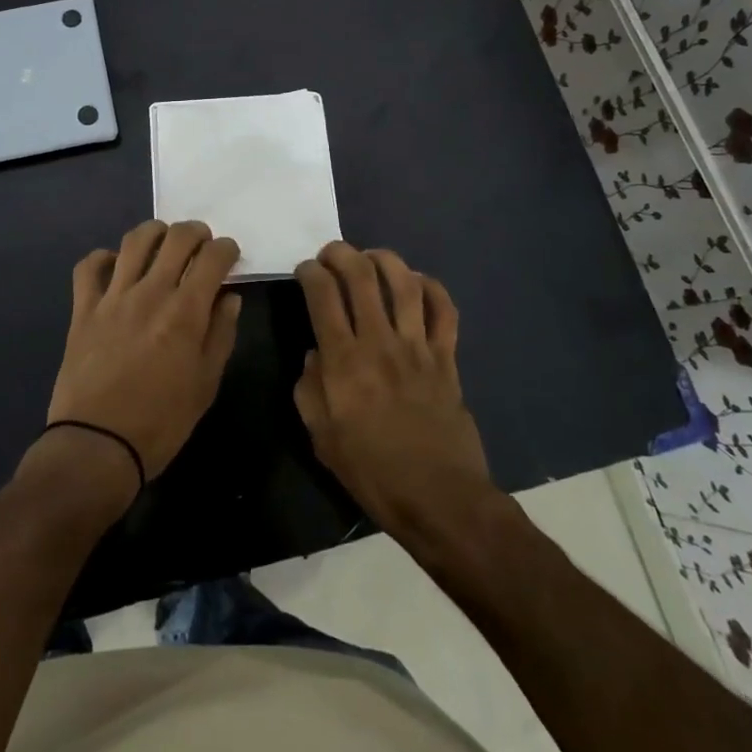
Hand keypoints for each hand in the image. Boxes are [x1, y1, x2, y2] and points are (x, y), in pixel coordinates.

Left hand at [47, 220, 242, 490]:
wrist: (97, 446)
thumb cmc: (161, 422)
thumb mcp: (206, 384)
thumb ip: (221, 334)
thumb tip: (229, 297)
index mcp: (185, 312)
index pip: (212, 258)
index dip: (226, 249)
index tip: (229, 255)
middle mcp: (150, 292)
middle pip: (176, 238)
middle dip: (196, 232)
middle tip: (201, 244)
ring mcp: (113, 297)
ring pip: (134, 241)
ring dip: (155, 232)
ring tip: (163, 242)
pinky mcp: (83, 309)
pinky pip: (89, 267)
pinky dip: (103, 258)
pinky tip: (115, 266)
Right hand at [293, 242, 494, 542]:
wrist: (439, 498)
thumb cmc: (373, 472)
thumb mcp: (322, 438)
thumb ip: (310, 389)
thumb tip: (314, 355)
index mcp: (344, 362)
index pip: (323, 296)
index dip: (310, 273)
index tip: (304, 270)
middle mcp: (380, 343)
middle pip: (361, 277)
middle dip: (341, 253)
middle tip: (331, 252)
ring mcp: (417, 347)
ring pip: (404, 284)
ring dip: (384, 259)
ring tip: (371, 256)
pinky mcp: (446, 358)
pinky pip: (444, 311)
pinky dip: (432, 289)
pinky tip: (418, 282)